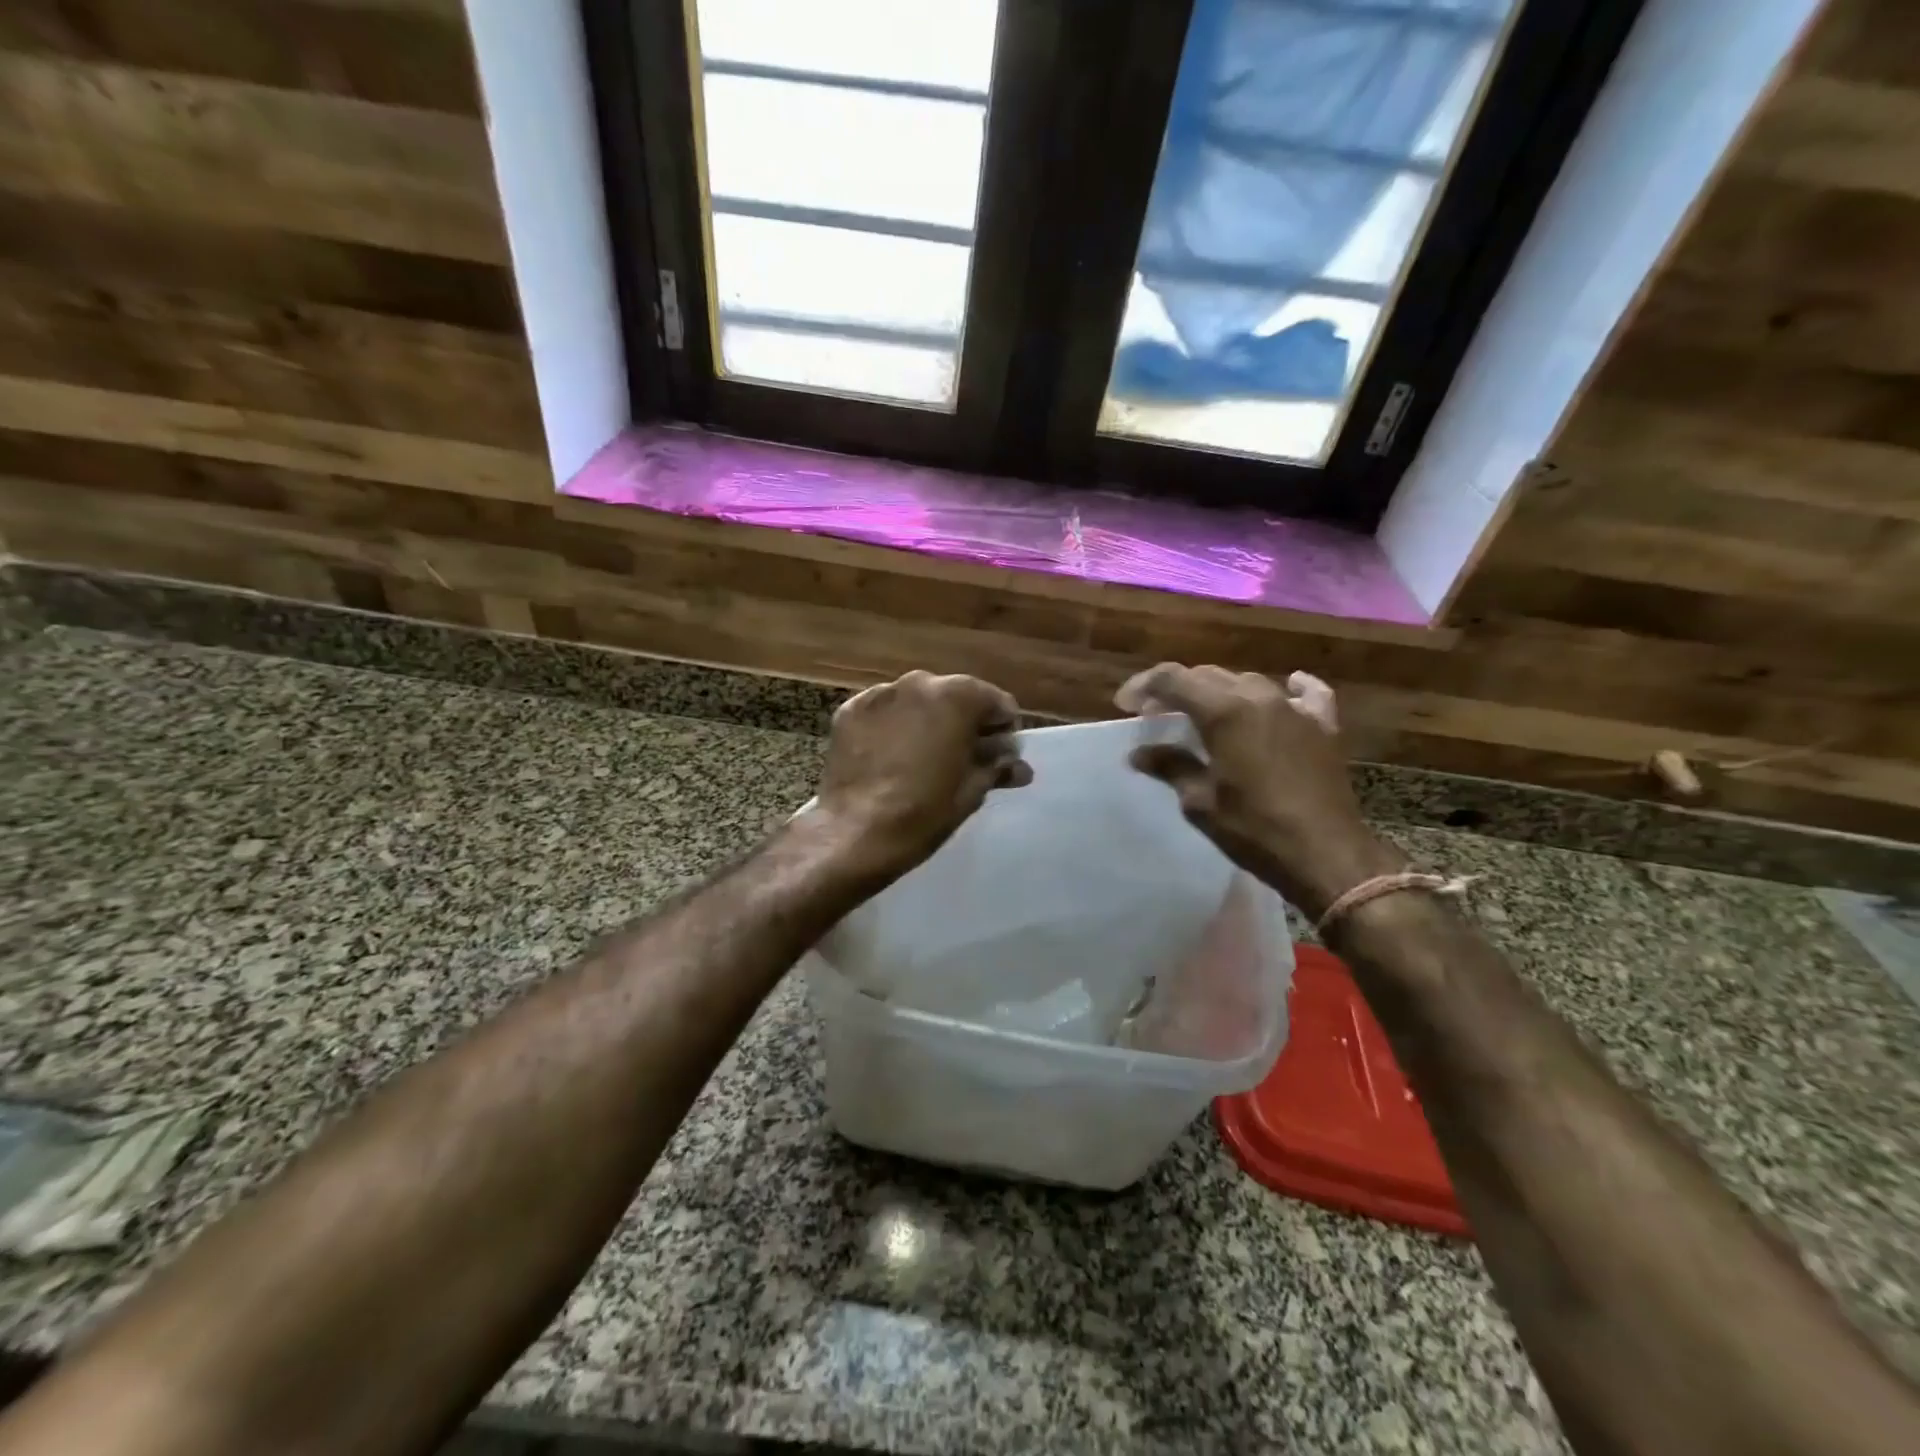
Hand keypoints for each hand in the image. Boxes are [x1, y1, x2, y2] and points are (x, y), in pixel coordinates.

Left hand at [811, 670, 1031, 881]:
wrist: (855, 833)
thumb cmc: (924, 811)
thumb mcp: (972, 791)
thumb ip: (997, 768)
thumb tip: (1019, 766)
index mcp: (957, 696)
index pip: (997, 703)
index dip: (1003, 731)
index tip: (999, 757)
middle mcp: (919, 682)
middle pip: (956, 697)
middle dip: (965, 723)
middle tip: (965, 759)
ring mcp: (880, 694)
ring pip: (918, 702)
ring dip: (928, 722)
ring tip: (925, 759)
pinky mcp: (850, 711)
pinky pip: (885, 713)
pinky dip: (894, 727)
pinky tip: (893, 758)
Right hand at [1116, 664, 1402, 918]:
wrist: (1326, 855)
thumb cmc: (1254, 829)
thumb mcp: (1200, 801)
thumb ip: (1170, 767)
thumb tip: (1140, 752)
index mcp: (1224, 711)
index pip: (1173, 679)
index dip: (1144, 686)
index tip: (1125, 704)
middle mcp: (1259, 697)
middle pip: (1208, 676)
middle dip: (1177, 690)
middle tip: (1155, 714)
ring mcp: (1295, 709)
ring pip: (1248, 682)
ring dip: (1220, 691)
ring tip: (1203, 714)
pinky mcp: (1323, 727)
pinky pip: (1307, 694)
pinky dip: (1290, 688)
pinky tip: (1287, 688)